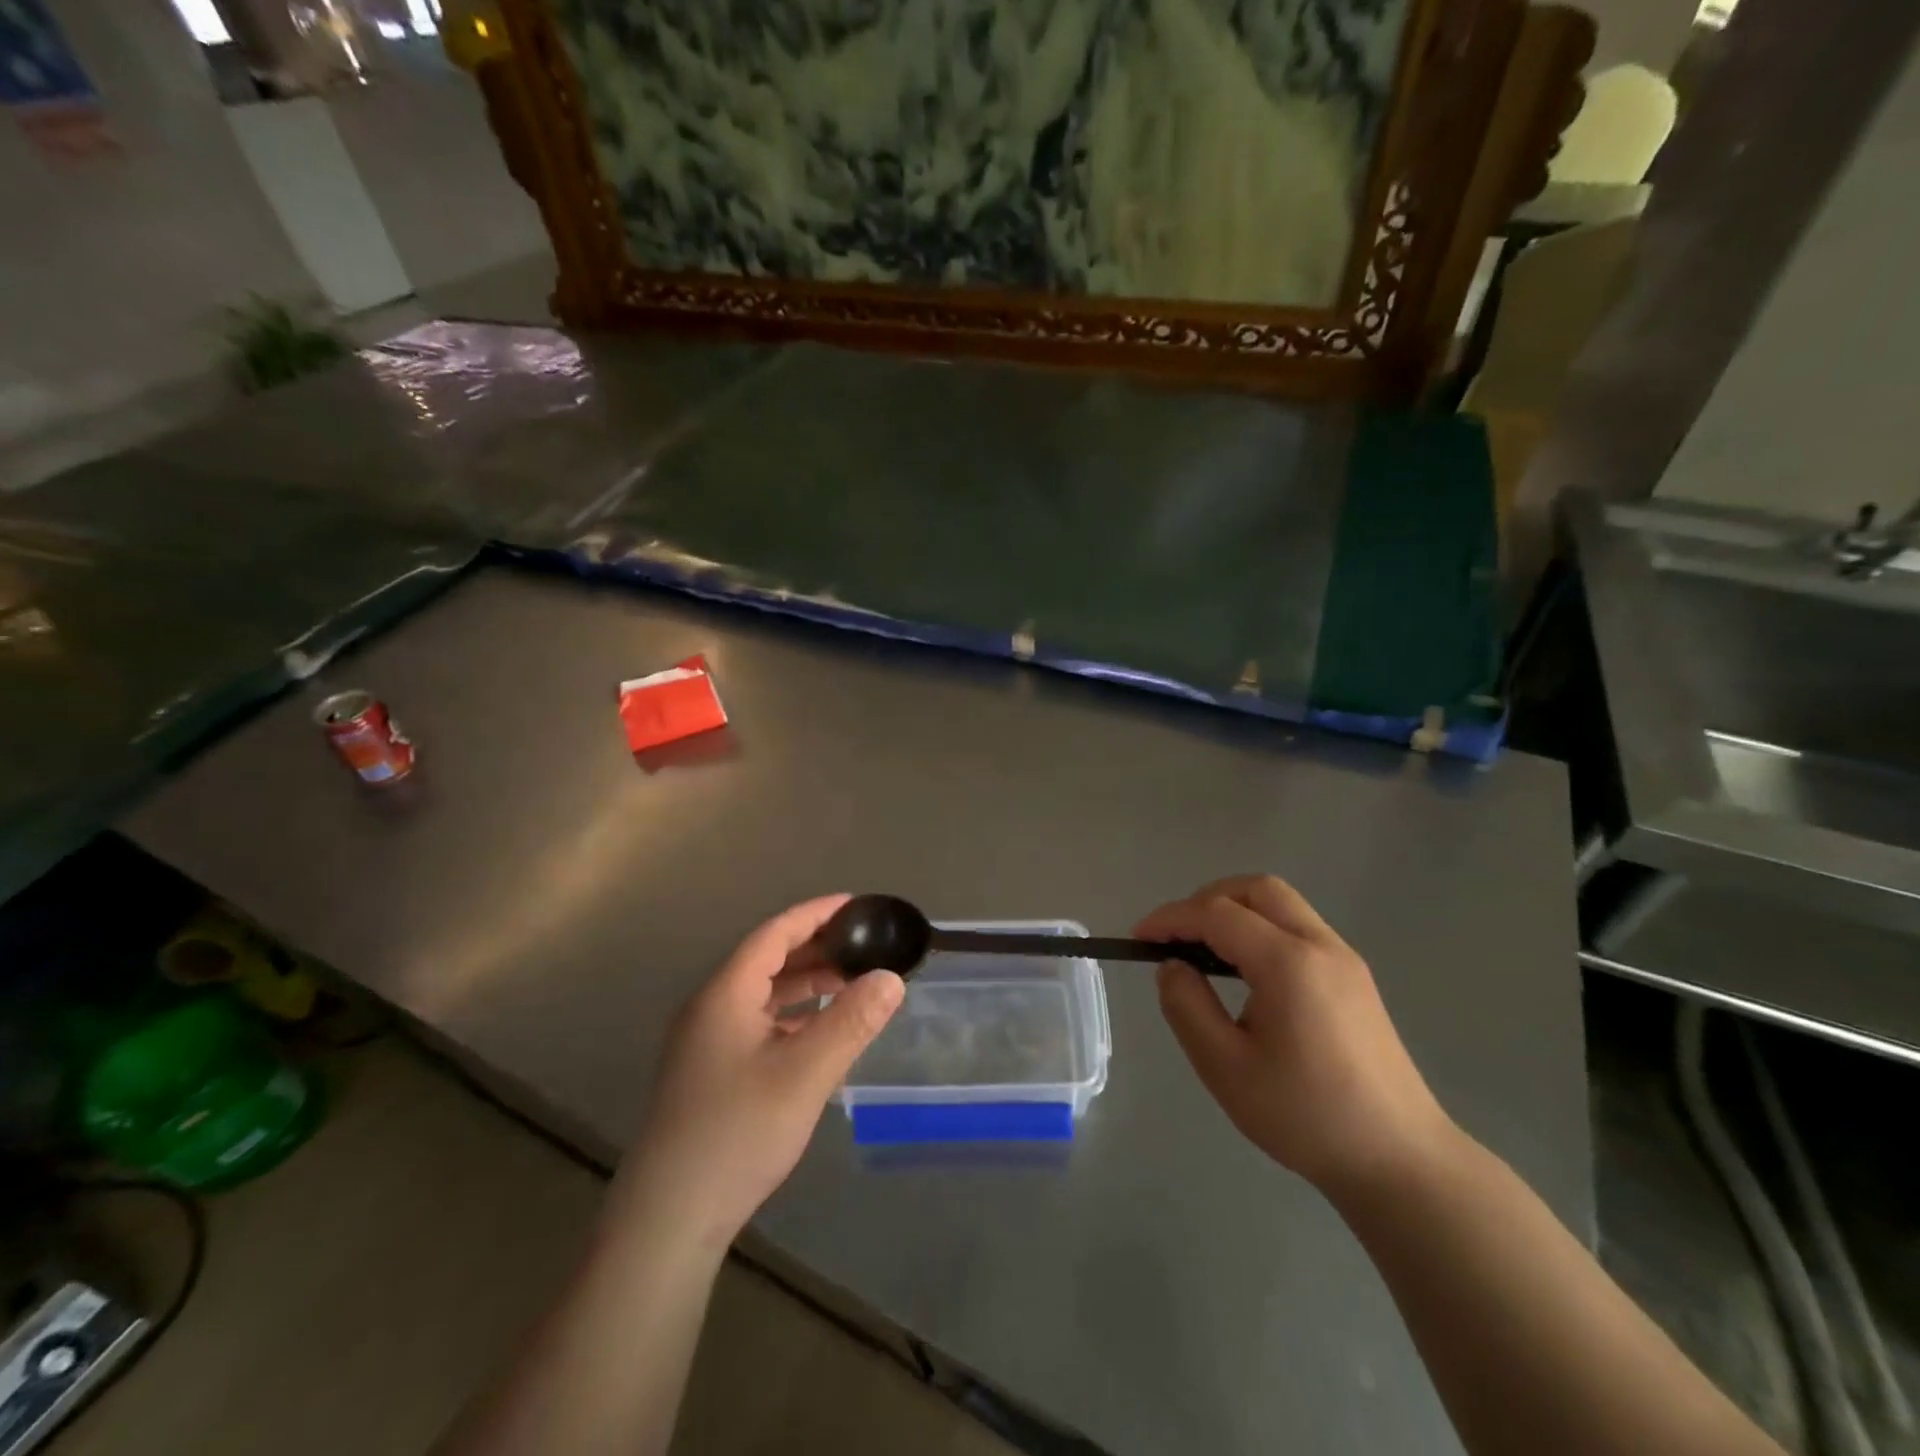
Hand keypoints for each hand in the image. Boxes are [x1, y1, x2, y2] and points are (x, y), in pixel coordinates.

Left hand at [608, 895, 903, 1251]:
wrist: (668, 1219)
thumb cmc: (737, 1132)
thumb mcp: (805, 1073)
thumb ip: (851, 1022)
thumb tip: (891, 978)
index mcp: (726, 994)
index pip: (775, 933)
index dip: (816, 914)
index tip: (856, 905)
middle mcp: (711, 1008)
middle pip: (767, 960)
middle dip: (817, 948)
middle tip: (864, 946)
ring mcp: (705, 1042)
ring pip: (762, 994)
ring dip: (805, 984)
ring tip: (851, 984)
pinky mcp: (709, 1072)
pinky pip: (757, 1024)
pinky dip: (792, 1016)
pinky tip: (819, 1033)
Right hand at [1138, 874, 1456, 1198]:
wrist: (1401, 1162)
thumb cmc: (1306, 1117)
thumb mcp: (1225, 1068)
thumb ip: (1187, 1006)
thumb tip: (1172, 966)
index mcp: (1288, 962)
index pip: (1216, 913)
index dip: (1171, 918)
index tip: (1138, 938)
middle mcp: (1320, 945)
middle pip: (1255, 889)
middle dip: (1206, 900)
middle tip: (1176, 937)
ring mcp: (1344, 959)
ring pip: (1281, 904)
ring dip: (1235, 912)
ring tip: (1204, 953)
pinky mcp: (1354, 977)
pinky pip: (1298, 928)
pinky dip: (1261, 929)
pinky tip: (1245, 973)